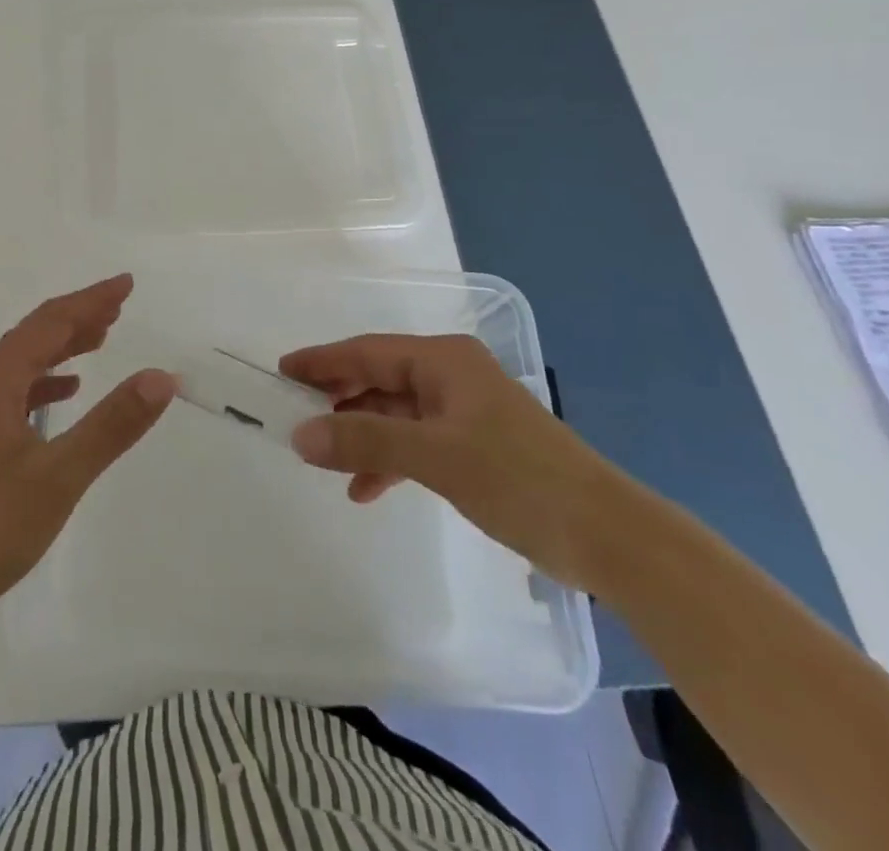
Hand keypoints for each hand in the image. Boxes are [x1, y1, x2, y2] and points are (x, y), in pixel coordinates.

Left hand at [0, 275, 176, 622]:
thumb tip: (161, 377)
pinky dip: (46, 382)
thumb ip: (111, 424)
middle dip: (79, 317)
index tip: (127, 284)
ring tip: (101, 339)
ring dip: (63, 347)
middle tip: (119, 305)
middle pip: (36, 335)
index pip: (52, 321)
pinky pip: (16, 391)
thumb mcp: (59, 475)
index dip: (92, 300)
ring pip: (25, 362)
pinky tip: (65, 393)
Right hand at [282, 334, 625, 589]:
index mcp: (444, 360)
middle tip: (295, 417)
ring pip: (394, 413)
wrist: (608, 536)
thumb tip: (299, 434)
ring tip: (325, 461)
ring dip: (361, 435)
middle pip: (378, 378)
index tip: (281, 372)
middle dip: (338, 399)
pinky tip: (366, 488)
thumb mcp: (435, 456)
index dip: (322, 361)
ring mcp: (464, 411)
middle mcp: (451, 375)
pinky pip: (415, 441)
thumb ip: (364, 440)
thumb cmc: (519, 479)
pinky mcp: (474, 446)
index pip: (367, 351)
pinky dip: (388, 459)